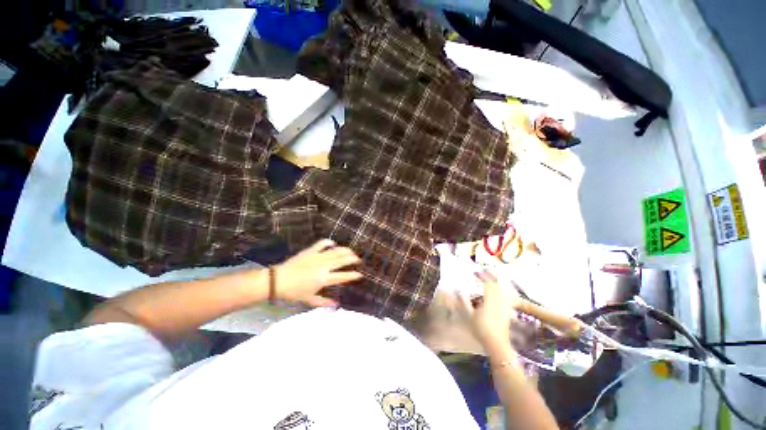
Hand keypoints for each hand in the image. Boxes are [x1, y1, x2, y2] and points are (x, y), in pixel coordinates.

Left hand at [273, 239, 362, 306]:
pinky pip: (323, 243)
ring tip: (351, 252)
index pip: (343, 276)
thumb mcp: (309, 299)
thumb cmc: (293, 292)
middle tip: (358, 259)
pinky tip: (334, 244)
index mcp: (324, 279)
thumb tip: (336, 305)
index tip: (360, 274)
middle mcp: (324, 266)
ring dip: (346, 250)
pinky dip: (329, 242)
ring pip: (336, 251)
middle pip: (343, 260)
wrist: (278, 280)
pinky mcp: (311, 250)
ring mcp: (317, 256)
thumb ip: (324, 302)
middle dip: (353, 259)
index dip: (353, 275)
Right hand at [457, 271, 523, 348]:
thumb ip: (464, 302)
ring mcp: (504, 306)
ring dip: (497, 283)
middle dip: (491, 277)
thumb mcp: (469, 316)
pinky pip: (506, 297)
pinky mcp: (507, 311)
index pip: (488, 284)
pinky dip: (502, 291)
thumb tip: (458, 291)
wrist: (496, 344)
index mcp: (489, 300)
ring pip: (503, 290)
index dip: (483, 276)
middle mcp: (499, 301)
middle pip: (497, 285)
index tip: (476, 273)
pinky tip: (500, 293)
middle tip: (485, 271)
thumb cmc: (481, 330)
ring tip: (492, 279)